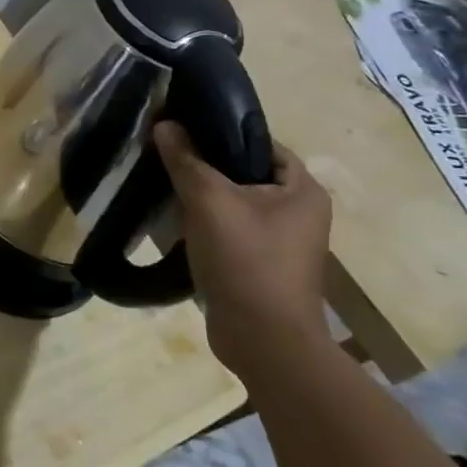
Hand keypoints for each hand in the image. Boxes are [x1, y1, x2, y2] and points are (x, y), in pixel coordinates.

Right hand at [154, 122, 332, 377]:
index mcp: (303, 191)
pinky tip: (173, 220)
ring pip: (233, 202)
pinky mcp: (259, 265)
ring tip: (163, 182)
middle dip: (205, 164)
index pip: (260, 143)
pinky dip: (203, 223)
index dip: (222, 131)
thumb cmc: (246, 261)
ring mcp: (280, 242)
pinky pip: (228, 230)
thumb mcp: (209, 201)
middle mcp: (298, 213)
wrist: (263, 342)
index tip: (183, 127)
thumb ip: (186, 159)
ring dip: (200, 195)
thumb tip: (164, 124)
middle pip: (244, 172)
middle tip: (166, 153)